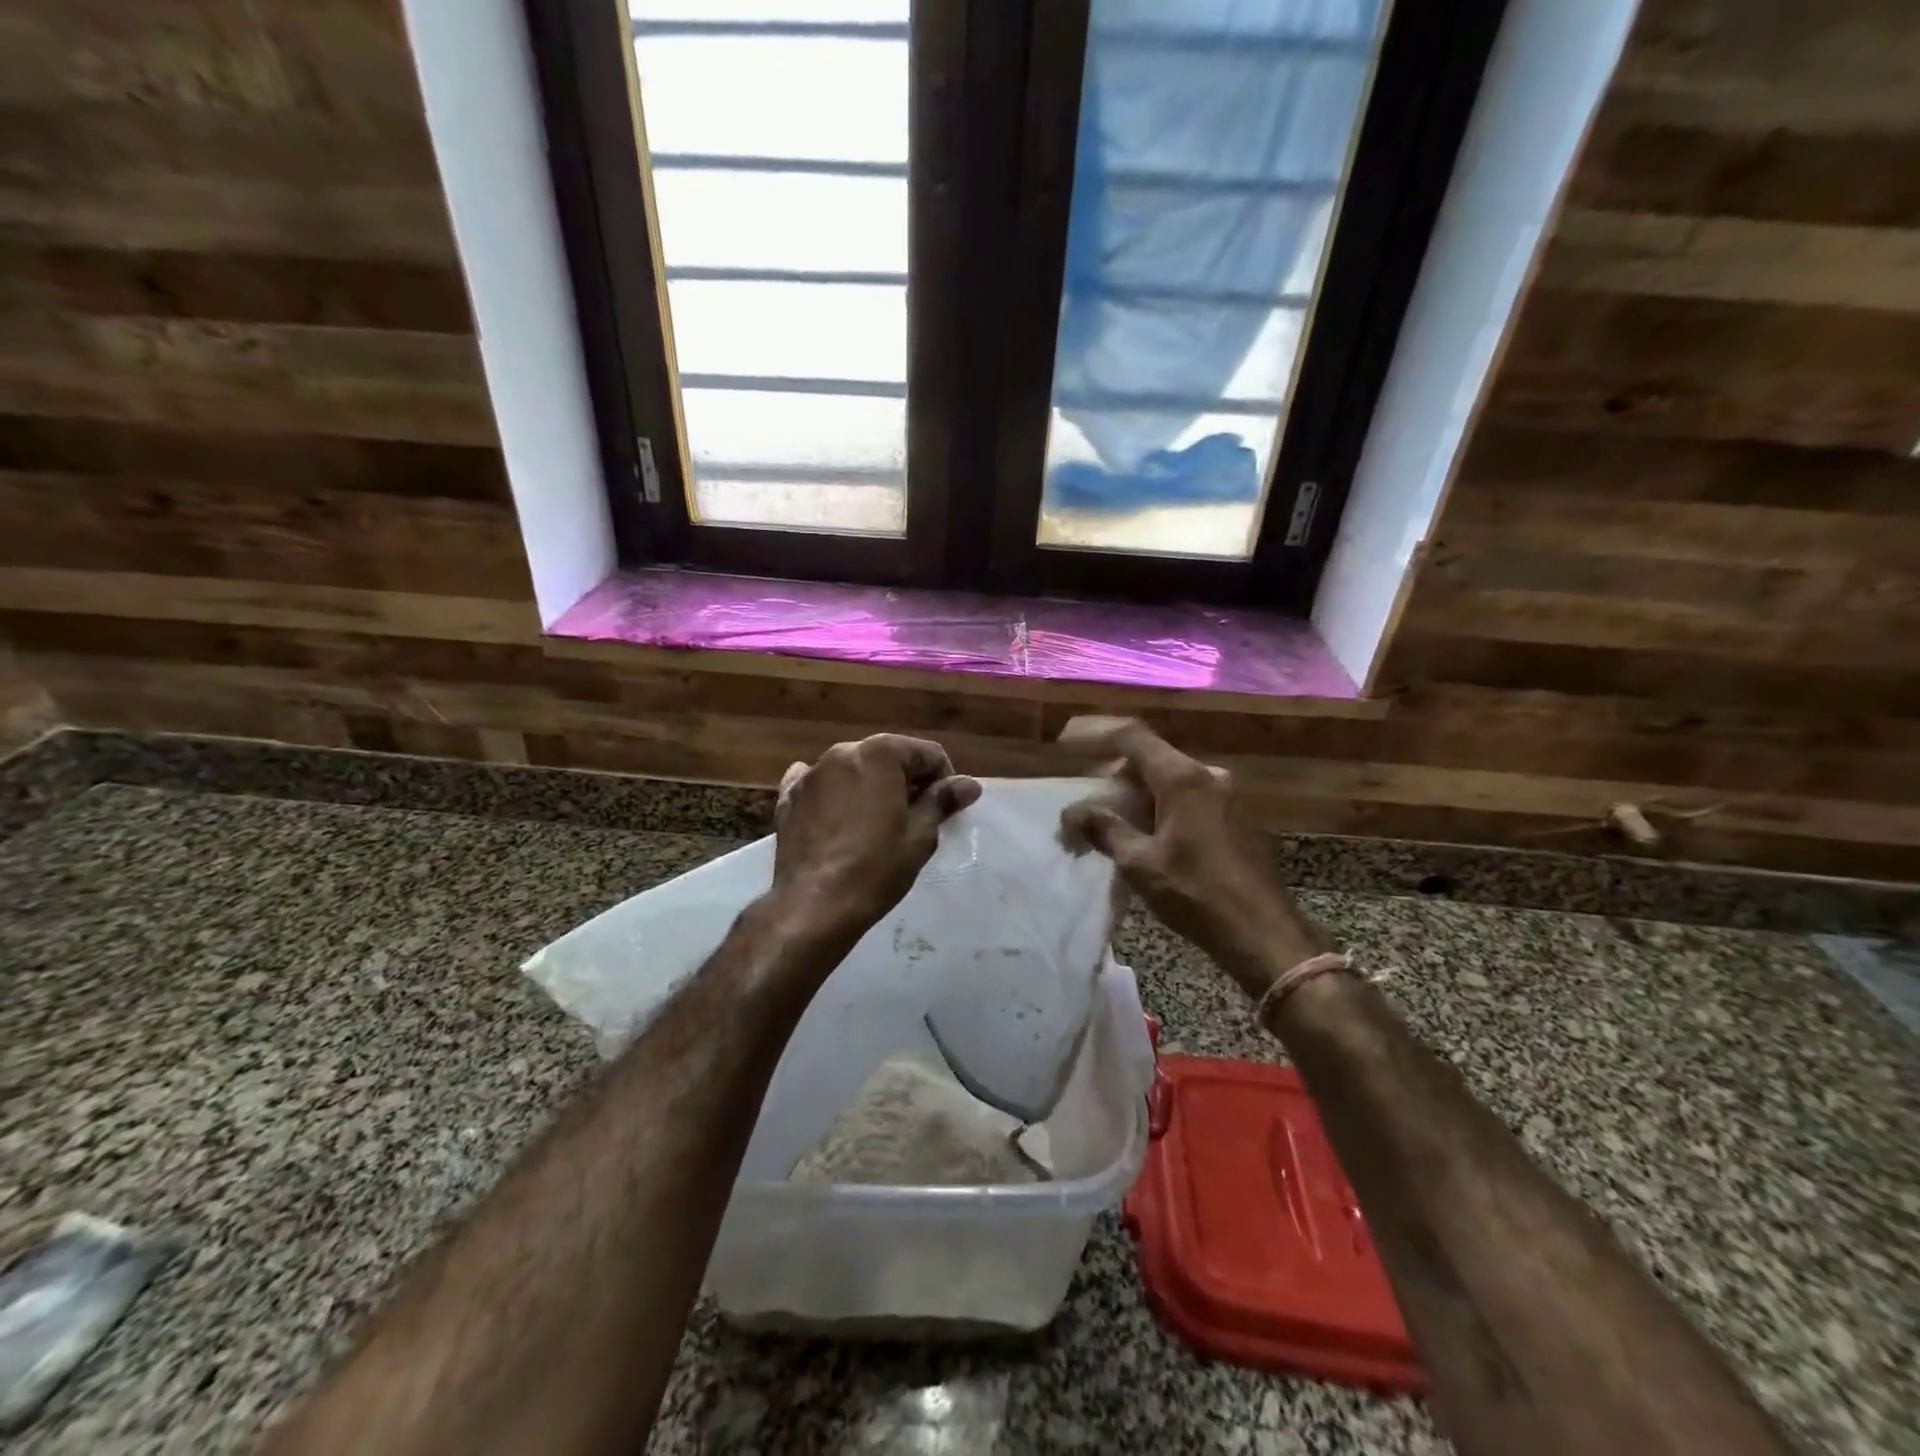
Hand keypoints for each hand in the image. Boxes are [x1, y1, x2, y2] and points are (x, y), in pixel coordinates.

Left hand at [770, 734, 981, 946]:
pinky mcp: (788, 797)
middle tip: (916, 818)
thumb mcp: (920, 835)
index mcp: (879, 753)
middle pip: (888, 757)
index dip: (943, 779)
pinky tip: (838, 818)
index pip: (927, 753)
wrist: (813, 905)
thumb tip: (969, 784)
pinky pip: (820, 786)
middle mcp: (842, 752)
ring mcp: (810, 773)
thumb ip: (942, 801)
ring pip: (853, 770)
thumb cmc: (876, 867)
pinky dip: (834, 796)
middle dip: (906, 781)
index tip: (945, 809)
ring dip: (871, 787)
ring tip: (878, 824)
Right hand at [1059, 717, 1330, 995]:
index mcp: (1183, 778)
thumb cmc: (1197, 893)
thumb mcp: (1140, 863)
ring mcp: (1227, 796)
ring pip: (1170, 781)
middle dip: (1112, 775)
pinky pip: (1188, 799)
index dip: (1094, 734)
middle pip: (1150, 758)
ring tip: (1109, 824)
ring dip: (1136, 795)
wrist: (1263, 933)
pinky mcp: (1236, 818)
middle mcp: (1208, 776)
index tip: (1064, 743)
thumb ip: (1105, 829)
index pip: (1131, 736)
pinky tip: (1146, 837)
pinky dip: (1160, 808)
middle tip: (1084, 800)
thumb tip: (1072, 811)